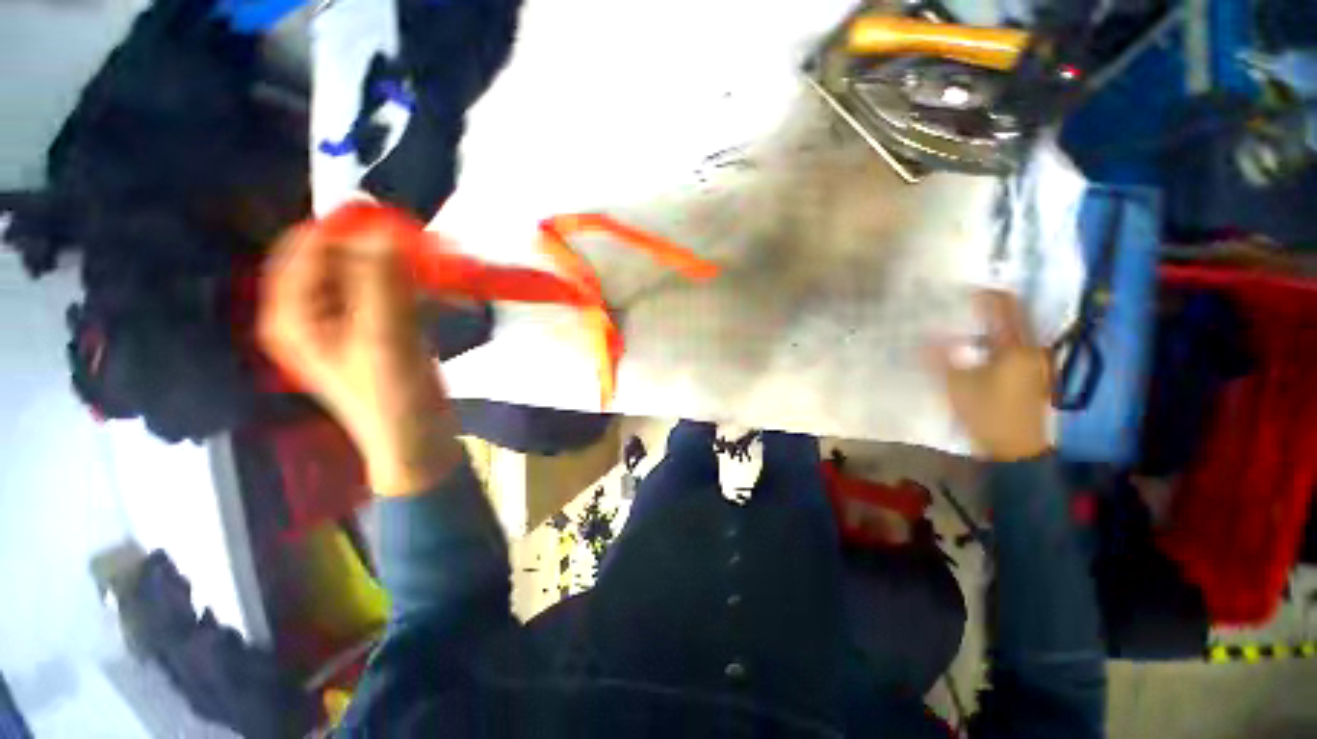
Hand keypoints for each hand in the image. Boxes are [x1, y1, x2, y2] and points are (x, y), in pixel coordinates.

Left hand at [258, 221, 461, 495]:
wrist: (418, 441)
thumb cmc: (393, 397)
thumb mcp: (384, 338)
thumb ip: (382, 283)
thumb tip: (385, 229)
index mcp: (295, 314)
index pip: (307, 248)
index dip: (346, 229)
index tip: (394, 223)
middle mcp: (314, 312)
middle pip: (341, 259)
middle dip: (382, 250)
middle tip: (425, 248)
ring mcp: (349, 321)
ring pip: (371, 275)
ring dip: (406, 268)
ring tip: (440, 270)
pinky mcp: (379, 330)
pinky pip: (393, 294)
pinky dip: (418, 289)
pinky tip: (443, 294)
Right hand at [929, 290, 1051, 461]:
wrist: (1016, 450)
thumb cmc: (987, 414)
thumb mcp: (956, 385)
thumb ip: (941, 356)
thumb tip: (925, 333)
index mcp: (1016, 348)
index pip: (1004, 307)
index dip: (985, 295)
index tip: (963, 290)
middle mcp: (1033, 349)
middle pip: (1014, 316)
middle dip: (989, 308)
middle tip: (962, 306)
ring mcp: (1037, 362)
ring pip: (1015, 332)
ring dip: (992, 325)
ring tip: (966, 325)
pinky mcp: (1034, 374)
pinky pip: (1016, 346)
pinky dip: (998, 340)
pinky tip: (979, 348)